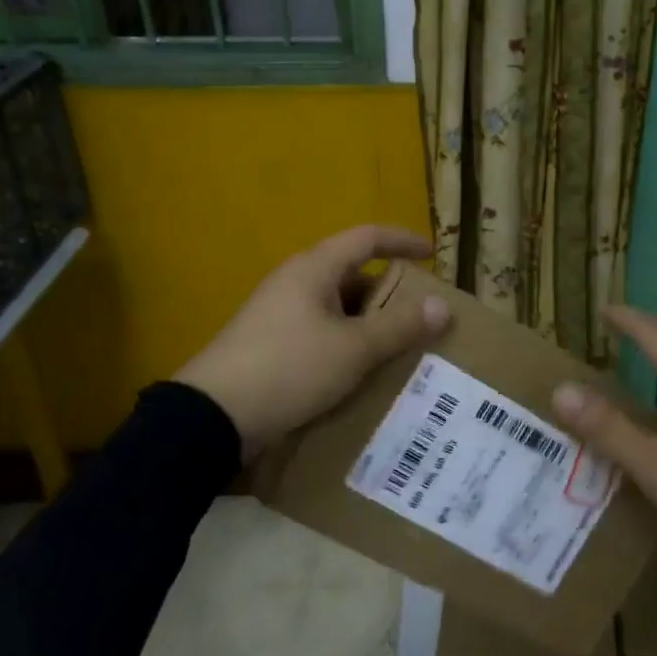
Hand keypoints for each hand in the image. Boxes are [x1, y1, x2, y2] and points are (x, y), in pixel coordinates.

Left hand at [176, 225, 452, 460]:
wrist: (214, 417)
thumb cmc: (290, 368)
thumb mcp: (353, 349)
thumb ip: (399, 326)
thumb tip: (442, 306)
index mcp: (314, 269)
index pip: (367, 238)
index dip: (402, 241)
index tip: (432, 254)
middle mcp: (296, 283)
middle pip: (354, 273)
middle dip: (390, 291)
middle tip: (422, 314)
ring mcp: (280, 314)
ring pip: (338, 307)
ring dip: (370, 322)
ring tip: (402, 346)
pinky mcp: (272, 345)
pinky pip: (322, 332)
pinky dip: (348, 342)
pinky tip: (363, 371)